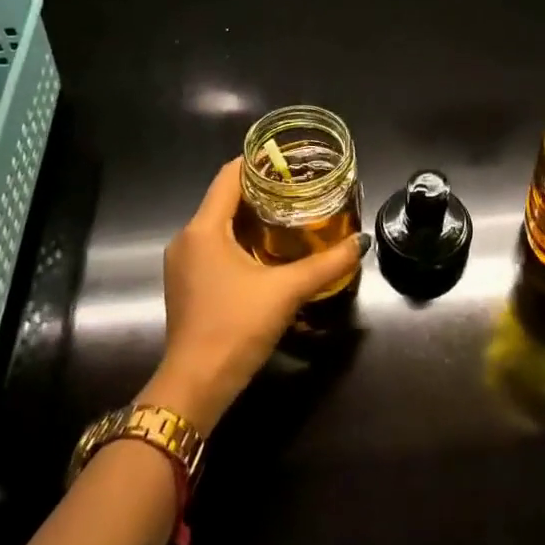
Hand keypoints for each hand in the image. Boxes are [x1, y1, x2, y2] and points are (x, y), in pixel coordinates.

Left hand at [141, 158, 365, 431]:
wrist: (195, 386)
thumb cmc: (235, 327)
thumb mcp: (286, 291)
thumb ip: (326, 264)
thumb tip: (361, 242)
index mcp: (203, 229)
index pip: (228, 177)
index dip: (257, 162)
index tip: (289, 158)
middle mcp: (187, 239)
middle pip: (224, 199)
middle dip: (260, 190)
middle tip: (300, 186)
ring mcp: (183, 263)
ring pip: (219, 224)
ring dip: (251, 216)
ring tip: (290, 213)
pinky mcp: (187, 284)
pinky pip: (214, 246)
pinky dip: (240, 239)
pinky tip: (268, 249)